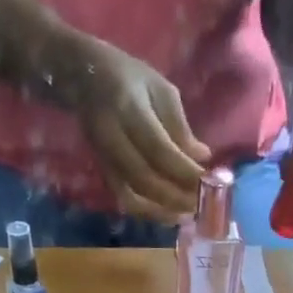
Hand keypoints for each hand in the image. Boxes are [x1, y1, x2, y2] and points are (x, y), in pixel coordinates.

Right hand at [72, 40, 210, 221]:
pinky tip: (168, 214)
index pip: (159, 149)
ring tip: (187, 214)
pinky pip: (125, 201)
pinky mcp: (103, 173)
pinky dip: (148, 212)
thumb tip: (203, 158)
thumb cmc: (129, 77)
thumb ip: (180, 125)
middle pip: (145, 179)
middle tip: (201, 205)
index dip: (184, 171)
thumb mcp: (159, 89)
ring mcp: (105, 159)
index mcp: (128, 108)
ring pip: (133, 196)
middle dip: (176, 196)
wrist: (83, 78)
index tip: (208, 182)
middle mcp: (113, 138)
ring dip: (163, 210)